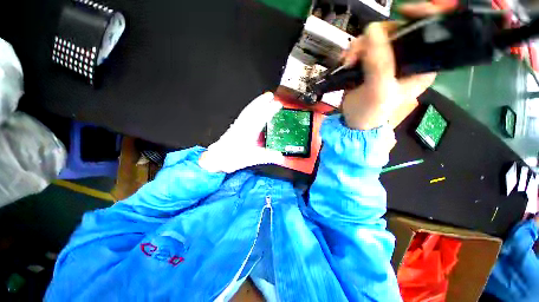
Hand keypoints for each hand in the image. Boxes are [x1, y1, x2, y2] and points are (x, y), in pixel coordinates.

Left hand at [198, 92, 284, 172]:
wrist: (219, 158)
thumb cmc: (234, 158)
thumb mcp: (254, 158)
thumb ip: (269, 157)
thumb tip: (281, 157)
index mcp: (249, 131)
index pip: (261, 117)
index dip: (271, 110)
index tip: (278, 104)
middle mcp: (243, 125)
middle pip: (253, 109)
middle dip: (262, 101)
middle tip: (270, 95)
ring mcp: (238, 124)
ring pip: (248, 110)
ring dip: (256, 103)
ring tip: (263, 98)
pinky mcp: (235, 126)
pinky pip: (245, 113)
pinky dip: (251, 108)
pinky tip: (253, 109)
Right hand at [340, 2, 449, 129]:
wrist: (353, 121)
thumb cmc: (371, 112)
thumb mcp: (379, 91)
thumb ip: (379, 64)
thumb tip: (373, 30)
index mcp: (420, 65)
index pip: (429, 32)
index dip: (422, 16)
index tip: (404, 11)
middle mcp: (406, 58)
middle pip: (396, 31)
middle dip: (376, 37)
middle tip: (358, 53)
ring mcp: (386, 59)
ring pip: (376, 37)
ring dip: (359, 46)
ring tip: (349, 62)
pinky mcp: (370, 63)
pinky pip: (362, 47)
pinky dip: (352, 51)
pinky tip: (346, 62)